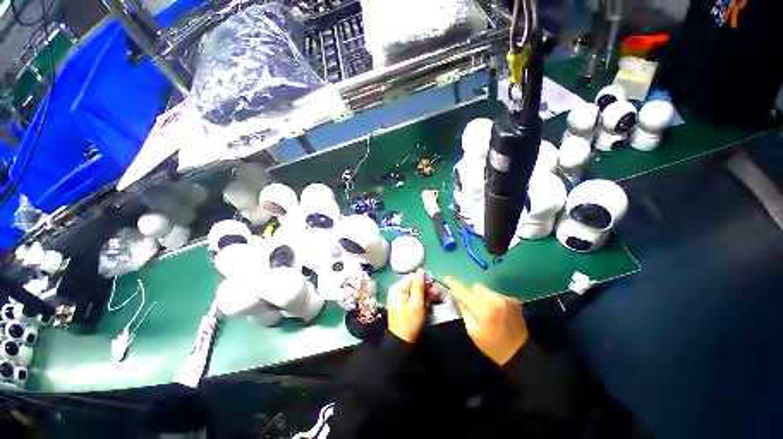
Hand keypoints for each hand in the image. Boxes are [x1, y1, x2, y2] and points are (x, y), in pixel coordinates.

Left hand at [387, 269, 439, 343]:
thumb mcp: (416, 304)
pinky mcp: (405, 305)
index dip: (424, 280)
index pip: (413, 277)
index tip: (435, 287)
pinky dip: (423, 299)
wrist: (402, 343)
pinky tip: (430, 303)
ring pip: (416, 290)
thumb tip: (420, 270)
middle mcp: (398, 290)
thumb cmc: (409, 323)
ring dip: (427, 293)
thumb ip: (419, 286)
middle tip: (438, 294)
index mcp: (398, 288)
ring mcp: (401, 298)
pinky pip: (415, 297)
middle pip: (415, 283)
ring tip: (437, 299)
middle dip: (427, 287)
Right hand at [444, 277, 527, 365]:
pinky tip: (497, 313)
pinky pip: (496, 294)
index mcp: (484, 309)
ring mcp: (506, 299)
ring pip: (487, 290)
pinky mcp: (514, 300)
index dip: (455, 285)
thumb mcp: (472, 330)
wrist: (520, 354)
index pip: (465, 292)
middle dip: (472, 294)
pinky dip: (493, 300)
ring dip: (483, 297)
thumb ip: (463, 310)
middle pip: (477, 287)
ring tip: (487, 312)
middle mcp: (496, 300)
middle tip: (473, 307)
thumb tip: (455, 295)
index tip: (447, 278)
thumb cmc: (492, 345)